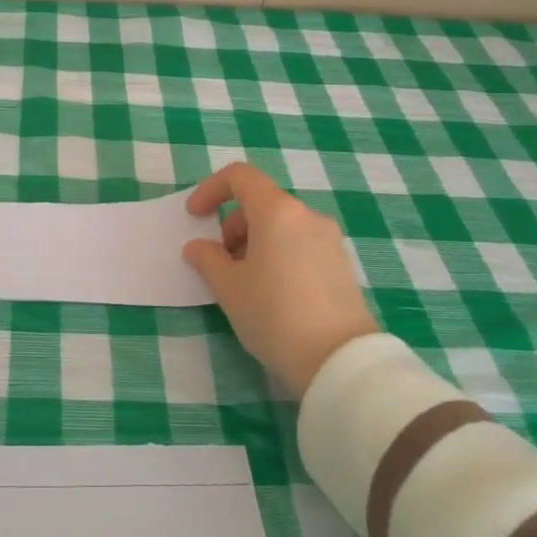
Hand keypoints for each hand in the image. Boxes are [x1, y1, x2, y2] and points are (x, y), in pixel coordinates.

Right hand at [182, 162, 375, 396]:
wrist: (339, 360)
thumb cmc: (274, 314)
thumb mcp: (228, 287)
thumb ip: (207, 259)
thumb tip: (198, 248)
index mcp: (278, 211)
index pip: (240, 176)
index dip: (210, 189)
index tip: (195, 217)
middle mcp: (307, 216)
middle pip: (260, 202)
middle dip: (232, 224)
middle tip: (221, 262)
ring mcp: (329, 239)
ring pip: (281, 225)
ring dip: (253, 241)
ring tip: (244, 282)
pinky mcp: (341, 264)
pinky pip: (299, 244)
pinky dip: (277, 254)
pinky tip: (271, 292)